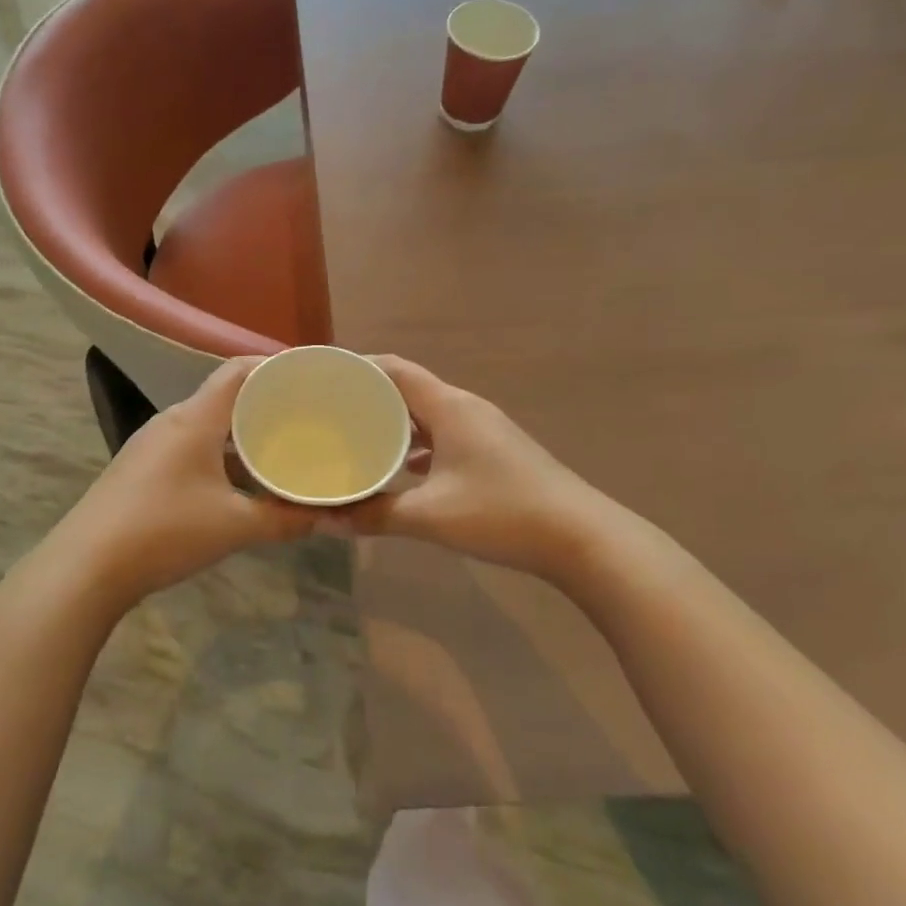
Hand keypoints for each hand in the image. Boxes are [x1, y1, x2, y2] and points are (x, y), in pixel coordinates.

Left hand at [42, 358, 314, 609]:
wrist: (86, 566)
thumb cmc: (165, 532)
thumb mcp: (234, 527)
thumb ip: (284, 520)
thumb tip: (322, 517)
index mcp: (195, 419)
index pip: (238, 371)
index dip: (273, 366)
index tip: (308, 378)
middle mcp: (172, 422)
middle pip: (224, 398)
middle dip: (264, 406)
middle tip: (304, 420)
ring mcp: (152, 445)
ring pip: (207, 428)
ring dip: (241, 437)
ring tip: (278, 451)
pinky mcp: (141, 469)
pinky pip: (191, 449)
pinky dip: (220, 457)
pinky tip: (238, 484)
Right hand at [345, 357, 607, 580]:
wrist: (582, 538)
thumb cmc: (502, 513)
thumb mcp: (431, 516)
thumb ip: (375, 515)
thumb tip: (325, 520)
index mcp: (450, 407)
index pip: (395, 369)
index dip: (358, 367)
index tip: (323, 378)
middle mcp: (466, 409)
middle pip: (409, 389)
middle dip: (369, 397)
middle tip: (329, 412)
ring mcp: (483, 431)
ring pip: (427, 416)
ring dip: (394, 424)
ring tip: (356, 438)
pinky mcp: (493, 454)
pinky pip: (444, 438)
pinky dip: (417, 447)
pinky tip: (400, 471)